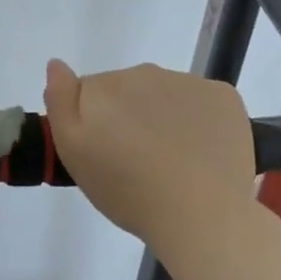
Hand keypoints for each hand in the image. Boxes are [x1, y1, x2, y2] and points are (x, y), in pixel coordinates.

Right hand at [42, 59, 257, 257]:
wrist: (201, 216)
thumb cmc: (127, 191)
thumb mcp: (73, 153)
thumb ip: (59, 101)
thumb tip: (56, 63)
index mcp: (104, 86)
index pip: (88, 92)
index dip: (92, 122)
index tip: (103, 152)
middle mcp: (145, 72)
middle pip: (127, 90)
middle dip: (126, 116)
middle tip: (134, 161)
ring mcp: (188, 82)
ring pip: (164, 95)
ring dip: (161, 117)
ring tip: (170, 161)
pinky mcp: (224, 97)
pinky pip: (201, 101)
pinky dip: (198, 119)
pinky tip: (200, 151)